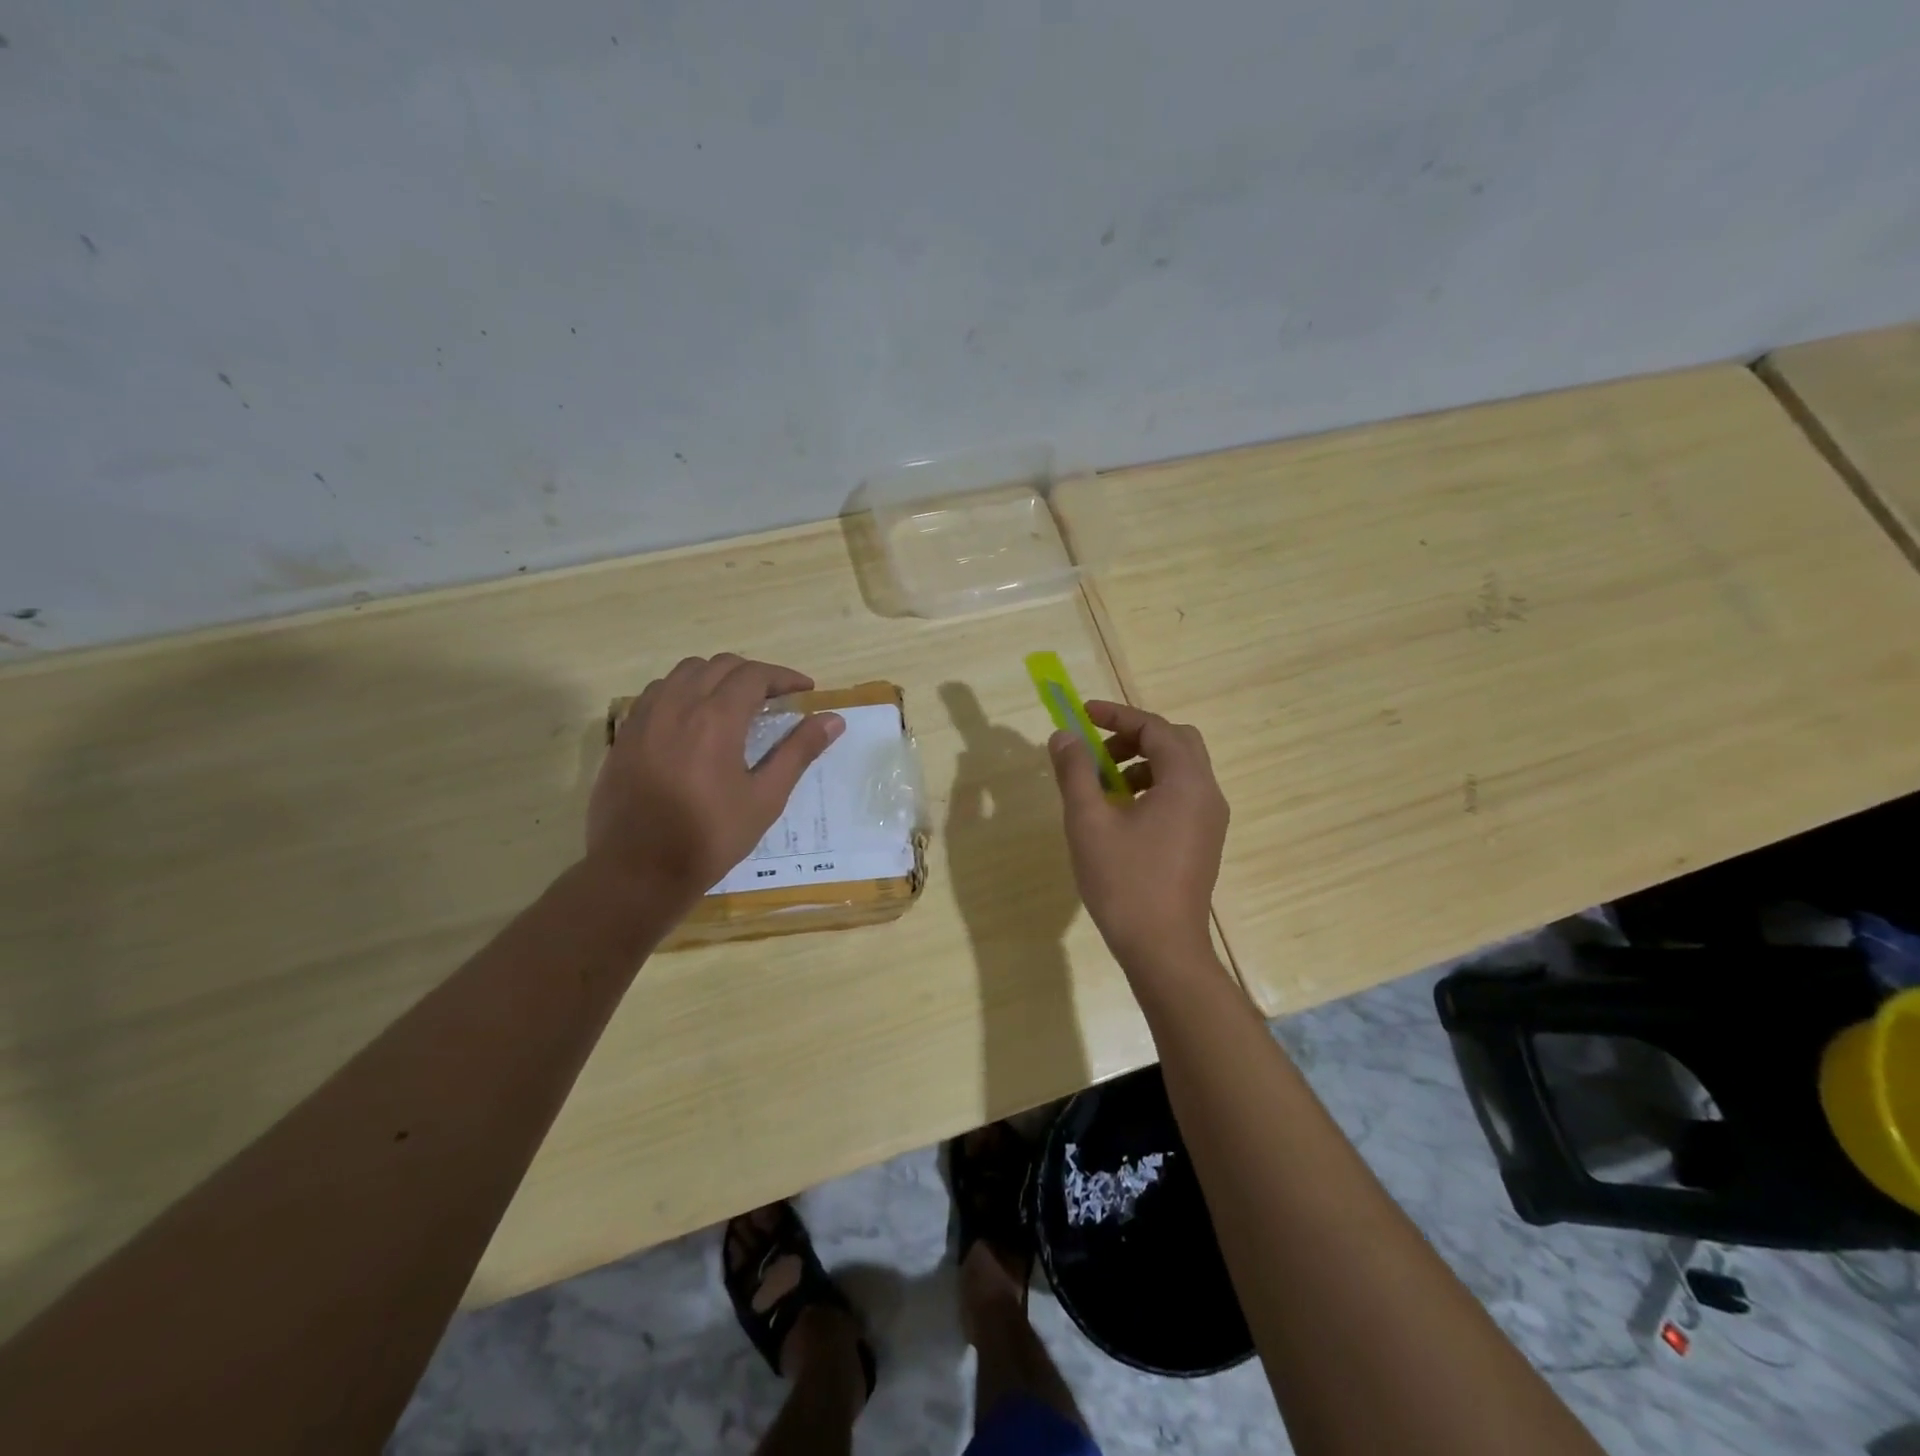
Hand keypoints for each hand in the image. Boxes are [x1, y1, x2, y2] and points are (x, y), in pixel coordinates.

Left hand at [588, 655, 843, 906]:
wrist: (638, 871)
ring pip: (684, 672)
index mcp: (715, 718)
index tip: (805, 690)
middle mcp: (677, 705)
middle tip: (775, 697)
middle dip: (753, 674)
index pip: (754, 675)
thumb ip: (799, 752)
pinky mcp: (624, 735)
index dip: (784, 677)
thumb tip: (833, 719)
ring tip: (735, 702)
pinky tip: (693, 719)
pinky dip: (683, 691)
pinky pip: (657, 693)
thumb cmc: (710, 837)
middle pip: (719, 665)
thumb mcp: (765, 798)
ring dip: (716, 677)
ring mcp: (645, 718)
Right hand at [1048, 701, 1228, 972]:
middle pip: (1176, 742)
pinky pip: (1182, 796)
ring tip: (1103, 787)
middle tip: (1097, 752)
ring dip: (1142, 763)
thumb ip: (1075, 771)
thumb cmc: (1124, 882)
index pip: (1155, 727)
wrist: (1163, 949)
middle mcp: (1208, 793)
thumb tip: (1064, 736)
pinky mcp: (1204, 841)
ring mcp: (1210, 820)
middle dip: (1134, 737)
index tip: (1082, 715)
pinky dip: (1152, 788)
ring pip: (1180, 769)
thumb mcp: (1089, 821)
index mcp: (1186, 782)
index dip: (1116, 715)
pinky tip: (1121, 816)